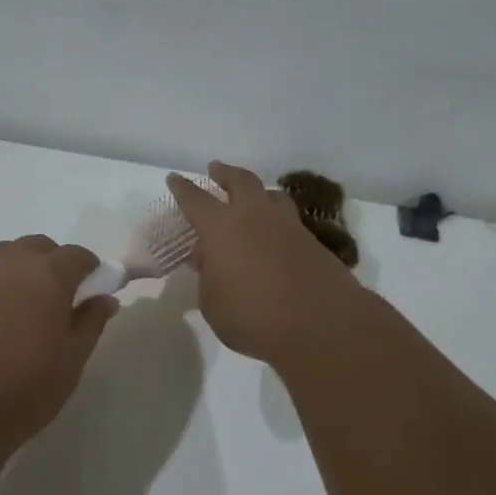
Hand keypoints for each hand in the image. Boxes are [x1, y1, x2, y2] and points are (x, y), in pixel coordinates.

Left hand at [0, 236, 118, 446]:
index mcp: (47, 274)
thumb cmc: (20, 390)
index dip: (89, 271)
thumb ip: (90, 323)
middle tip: (52, 304)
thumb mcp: (70, 363)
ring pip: (1, 257)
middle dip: (51, 266)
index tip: (90, 294)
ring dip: (16, 272)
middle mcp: (7, 261)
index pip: (78, 255)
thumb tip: (104, 299)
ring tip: (14, 312)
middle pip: (37, 248)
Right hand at [168, 162, 365, 365]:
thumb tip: (211, 259)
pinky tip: (274, 235)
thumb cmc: (253, 316)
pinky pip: (290, 220)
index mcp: (222, 228)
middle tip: (216, 169)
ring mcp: (288, 226)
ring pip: (272, 195)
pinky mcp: (313, 242)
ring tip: (252, 197)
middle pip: (240, 181)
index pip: (196, 200)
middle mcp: (255, 216)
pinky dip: (277, 220)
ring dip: (258, 192)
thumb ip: (208, 278)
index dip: (183, 189)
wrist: (321, 325)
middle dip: (225, 173)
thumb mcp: (213, 304)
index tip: (174, 178)